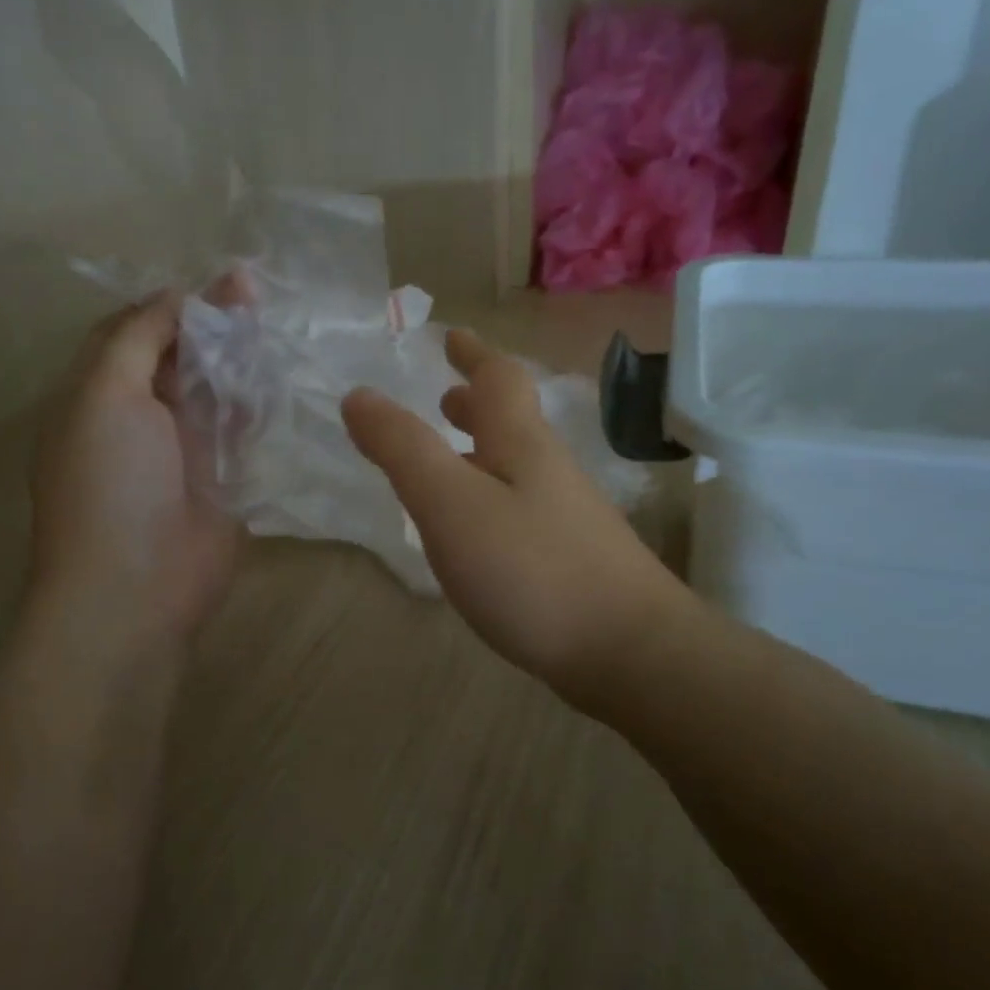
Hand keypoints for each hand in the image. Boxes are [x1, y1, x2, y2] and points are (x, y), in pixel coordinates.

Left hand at [30, 293, 239, 654]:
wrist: (138, 585)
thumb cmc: (109, 482)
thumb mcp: (104, 393)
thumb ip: (138, 337)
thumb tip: (178, 296)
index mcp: (97, 393)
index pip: (134, 331)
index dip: (171, 303)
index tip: (215, 278)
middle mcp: (138, 415)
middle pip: (179, 355)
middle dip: (212, 323)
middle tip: (255, 290)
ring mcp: (183, 447)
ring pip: (213, 387)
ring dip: (238, 357)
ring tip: (272, 319)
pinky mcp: (222, 476)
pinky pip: (240, 427)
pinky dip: (256, 400)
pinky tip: (278, 371)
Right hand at [342, 328, 682, 697]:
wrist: (630, 651)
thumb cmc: (532, 570)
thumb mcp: (452, 504)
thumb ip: (403, 450)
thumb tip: (359, 396)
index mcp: (521, 445)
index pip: (498, 379)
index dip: (473, 354)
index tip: (452, 337)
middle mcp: (549, 471)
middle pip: (513, 422)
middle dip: (477, 404)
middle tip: (447, 397)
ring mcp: (568, 517)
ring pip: (518, 467)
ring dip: (483, 451)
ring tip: (454, 459)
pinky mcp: (574, 560)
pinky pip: (523, 508)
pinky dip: (493, 497)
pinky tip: (480, 532)